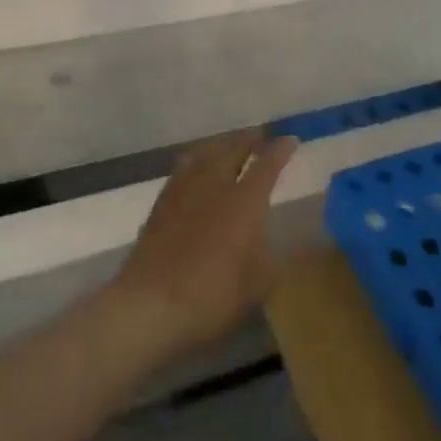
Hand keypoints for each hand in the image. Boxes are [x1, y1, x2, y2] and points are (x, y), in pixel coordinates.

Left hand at [108, 127, 297, 359]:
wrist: (150, 304)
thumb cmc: (211, 298)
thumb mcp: (256, 287)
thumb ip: (270, 258)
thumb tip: (276, 241)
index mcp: (244, 202)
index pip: (266, 166)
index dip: (280, 151)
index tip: (290, 140)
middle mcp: (215, 185)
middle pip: (233, 149)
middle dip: (249, 139)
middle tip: (260, 135)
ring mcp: (185, 190)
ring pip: (207, 152)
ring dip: (223, 144)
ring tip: (231, 144)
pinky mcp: (162, 201)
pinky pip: (184, 167)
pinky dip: (197, 159)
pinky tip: (196, 166)